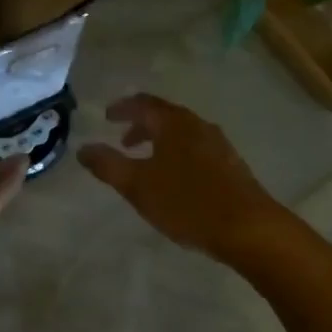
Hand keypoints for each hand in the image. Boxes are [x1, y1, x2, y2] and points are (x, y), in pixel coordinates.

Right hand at [78, 94, 284, 259]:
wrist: (249, 228)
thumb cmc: (187, 202)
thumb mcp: (138, 186)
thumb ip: (108, 165)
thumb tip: (83, 149)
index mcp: (174, 123)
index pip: (143, 104)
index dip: (122, 108)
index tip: (107, 116)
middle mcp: (197, 125)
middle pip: (164, 116)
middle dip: (141, 125)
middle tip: (122, 140)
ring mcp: (218, 143)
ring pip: (182, 133)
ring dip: (160, 141)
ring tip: (146, 162)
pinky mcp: (231, 164)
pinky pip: (196, 148)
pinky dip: (177, 153)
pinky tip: (175, 179)